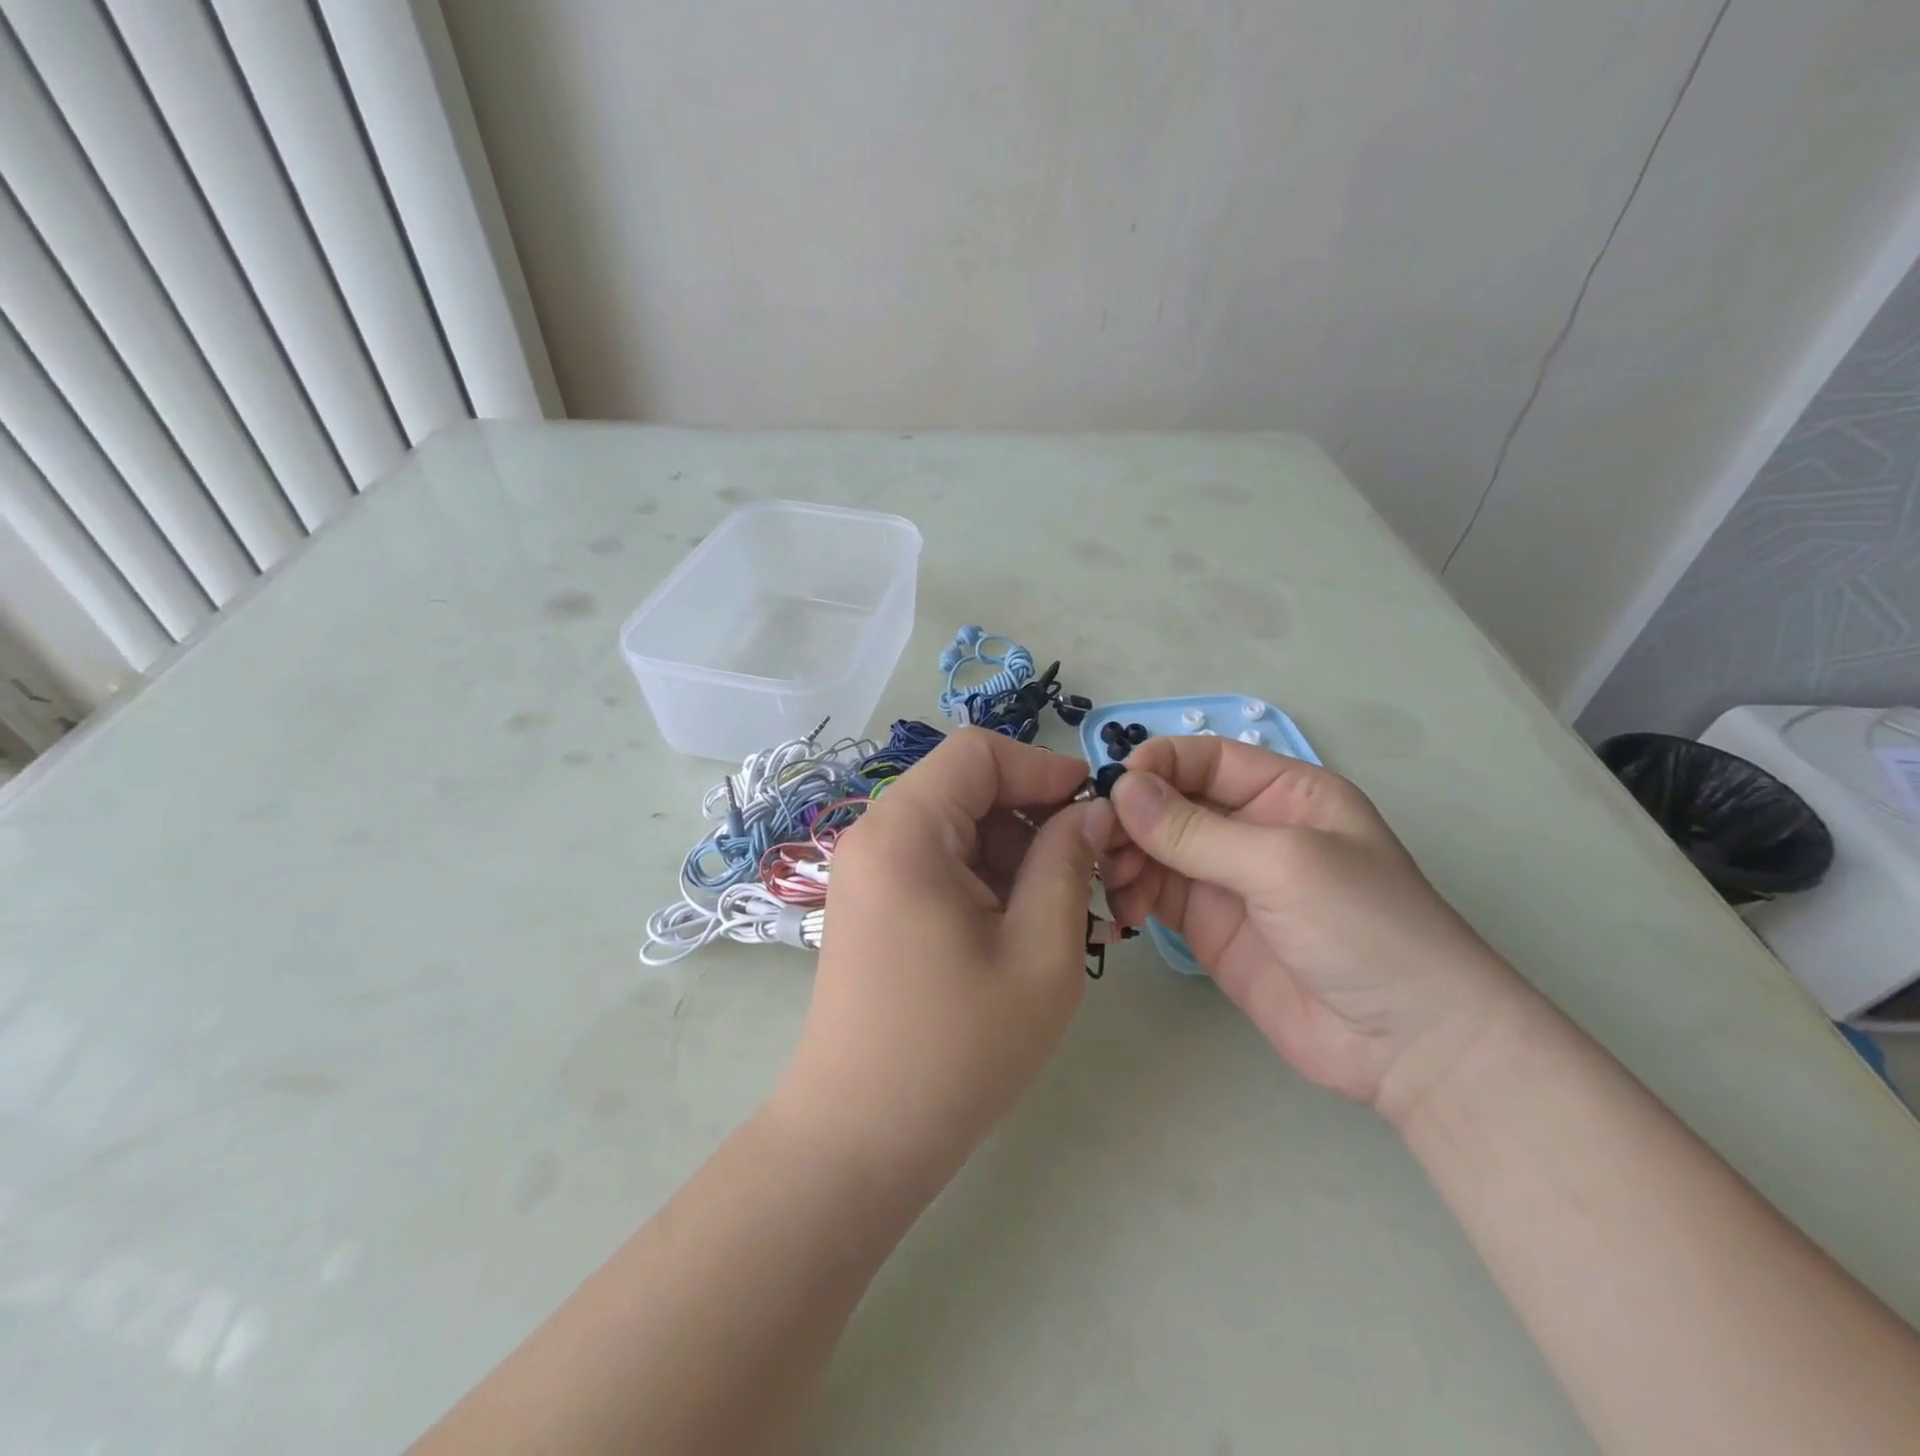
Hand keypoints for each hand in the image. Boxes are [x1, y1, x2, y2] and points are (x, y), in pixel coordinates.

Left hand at [771, 728, 1113, 1188]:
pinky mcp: (871, 900)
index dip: (1043, 768)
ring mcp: (867, 868)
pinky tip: (1017, 926)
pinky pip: (936, 858)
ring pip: (956, 823)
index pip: (979, 753)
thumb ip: (1068, 864)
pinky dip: (983, 875)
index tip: (1094, 812)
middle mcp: (875, 834)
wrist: (860, 1136)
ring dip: (1013, 850)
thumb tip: (1092, 812)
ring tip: (1059, 909)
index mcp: (906, 831)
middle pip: (966, 785)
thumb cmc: (957, 1050)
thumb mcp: (1040, 953)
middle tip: (1089, 871)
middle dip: (1033, 815)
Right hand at [1101, 736, 1530, 1121]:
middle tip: (1100, 843)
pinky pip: (1156, 893)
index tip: (1115, 789)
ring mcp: (1226, 879)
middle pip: (1171, 802)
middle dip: (1133, 816)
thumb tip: (1121, 789)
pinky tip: (1123, 908)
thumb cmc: (1365, 929)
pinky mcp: (1208, 926)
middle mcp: (1250, 828)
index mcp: (1284, 793)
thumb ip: (1196, 830)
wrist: (1409, 1046)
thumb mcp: (1283, 864)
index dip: (1158, 765)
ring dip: (1126, 856)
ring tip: (1113, 880)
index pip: (1205, 758)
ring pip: (1155, 848)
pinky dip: (1131, 893)